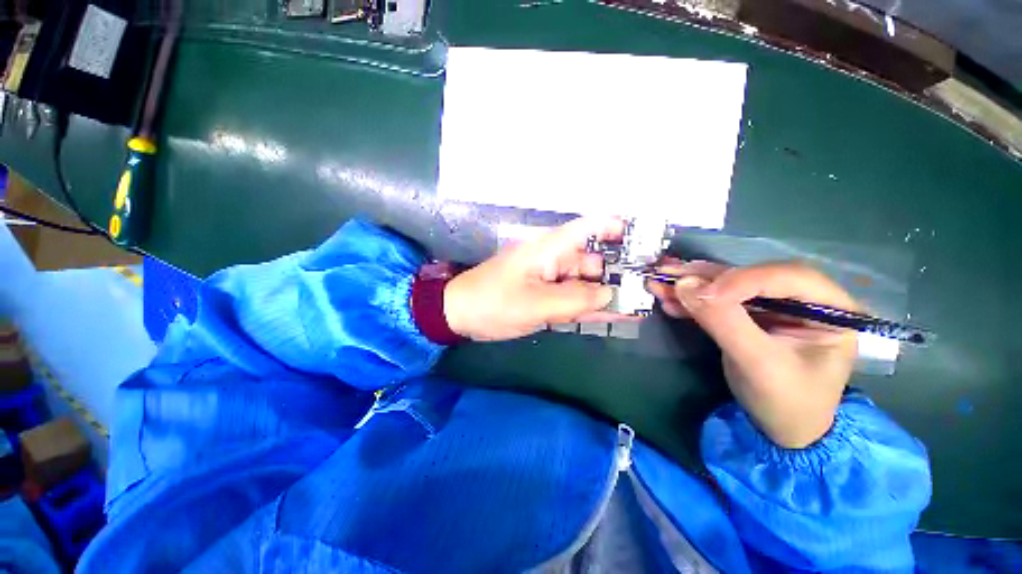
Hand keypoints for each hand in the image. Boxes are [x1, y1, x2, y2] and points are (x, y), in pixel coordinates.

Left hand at [444, 217, 630, 341]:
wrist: (461, 314)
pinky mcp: (543, 295)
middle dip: (617, 273)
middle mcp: (552, 259)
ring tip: (637, 305)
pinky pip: (571, 298)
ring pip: (584, 282)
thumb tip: (609, 294)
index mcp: (549, 249)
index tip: (643, 238)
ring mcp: (548, 278)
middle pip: (592, 260)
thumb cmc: (495, 303)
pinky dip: (589, 305)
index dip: (615, 227)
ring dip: (605, 293)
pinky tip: (612, 314)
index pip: (588, 228)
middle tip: (647, 289)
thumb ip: (576, 299)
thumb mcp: (536, 303)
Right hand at [647, 260, 858, 448]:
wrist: (780, 430)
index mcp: (829, 308)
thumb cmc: (786, 402)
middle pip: (750, 276)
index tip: (699, 292)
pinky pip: (717, 301)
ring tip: (658, 282)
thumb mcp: (758, 365)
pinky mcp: (748, 316)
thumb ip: (724, 322)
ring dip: (691, 285)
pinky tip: (668, 299)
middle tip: (667, 274)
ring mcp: (773, 307)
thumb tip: (684, 286)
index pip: (787, 277)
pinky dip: (691, 300)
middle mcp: (802, 299)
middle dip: (705, 277)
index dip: (741, 280)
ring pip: (728, 285)